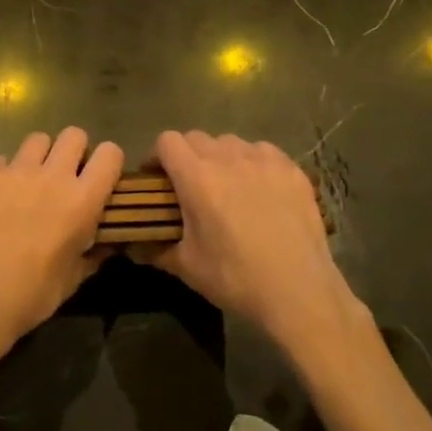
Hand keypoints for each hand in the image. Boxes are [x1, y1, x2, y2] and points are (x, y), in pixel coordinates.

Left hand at [0, 127, 123, 351]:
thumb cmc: (33, 294)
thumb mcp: (74, 278)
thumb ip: (93, 252)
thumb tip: (106, 244)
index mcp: (82, 200)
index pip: (110, 154)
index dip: (107, 161)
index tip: (99, 176)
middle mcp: (53, 175)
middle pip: (73, 134)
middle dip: (73, 150)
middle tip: (63, 175)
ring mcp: (16, 170)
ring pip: (36, 140)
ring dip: (37, 157)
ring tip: (28, 182)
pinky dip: (1, 174)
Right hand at [140, 131, 368, 350]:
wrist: (300, 293)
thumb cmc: (236, 278)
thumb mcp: (187, 267)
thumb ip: (154, 249)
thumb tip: (131, 247)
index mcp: (197, 177)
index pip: (167, 141)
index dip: (157, 156)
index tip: (157, 178)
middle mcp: (228, 158)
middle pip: (196, 137)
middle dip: (186, 156)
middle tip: (190, 186)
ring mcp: (263, 160)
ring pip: (230, 142)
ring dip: (220, 157)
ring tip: (227, 185)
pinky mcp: (291, 169)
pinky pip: (262, 151)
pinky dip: (253, 162)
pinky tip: (259, 189)